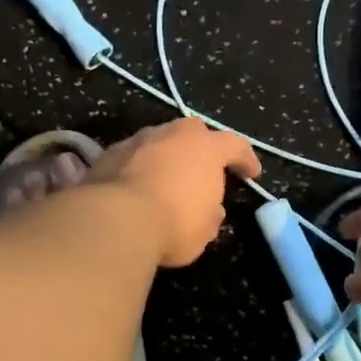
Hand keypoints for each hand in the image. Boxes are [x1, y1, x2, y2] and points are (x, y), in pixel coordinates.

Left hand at [87, 118, 260, 266]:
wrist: (114, 221)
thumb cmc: (174, 223)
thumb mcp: (205, 228)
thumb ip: (212, 212)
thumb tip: (211, 208)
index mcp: (206, 147)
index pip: (236, 145)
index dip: (246, 159)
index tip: (252, 173)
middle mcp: (173, 134)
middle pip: (194, 132)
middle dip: (202, 147)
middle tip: (205, 167)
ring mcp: (138, 140)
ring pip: (159, 141)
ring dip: (167, 156)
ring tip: (167, 178)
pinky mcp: (109, 153)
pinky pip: (133, 157)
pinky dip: (139, 168)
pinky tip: (137, 186)